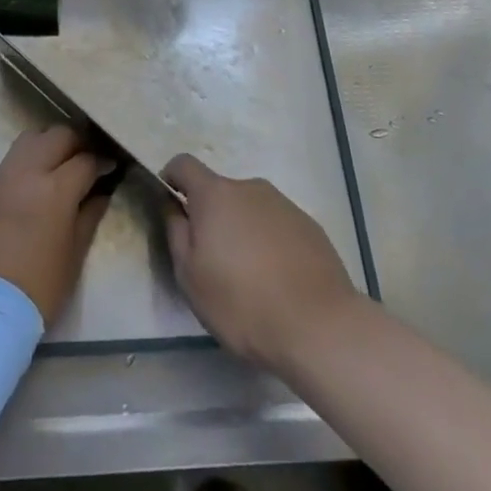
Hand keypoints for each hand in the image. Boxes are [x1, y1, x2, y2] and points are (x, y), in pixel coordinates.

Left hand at [0, 126, 111, 324]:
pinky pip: (10, 162)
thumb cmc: (38, 288)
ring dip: (49, 144)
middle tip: (87, 159)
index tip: (111, 167)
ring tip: (59, 164)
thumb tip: (100, 193)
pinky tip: (32, 186)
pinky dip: (26, 163)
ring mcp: (1, 178)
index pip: (86, 160)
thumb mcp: (74, 255)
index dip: (103, 161)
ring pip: (29, 139)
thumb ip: (89, 216)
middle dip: (77, 142)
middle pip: (57, 135)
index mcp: (55, 189)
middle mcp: (27, 172)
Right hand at [161, 154, 361, 374]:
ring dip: (242, 231)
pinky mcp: (310, 226)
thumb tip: (173, 206)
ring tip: (250, 278)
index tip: (171, 208)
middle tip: (213, 262)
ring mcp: (284, 204)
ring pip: (250, 210)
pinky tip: (278, 281)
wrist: (319, 326)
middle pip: (220, 192)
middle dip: (211, 217)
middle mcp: (250, 188)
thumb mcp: (190, 276)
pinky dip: (270, 243)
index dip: (171, 179)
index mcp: (216, 194)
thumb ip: (175, 232)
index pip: (184, 164)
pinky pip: (277, 226)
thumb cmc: (242, 302)